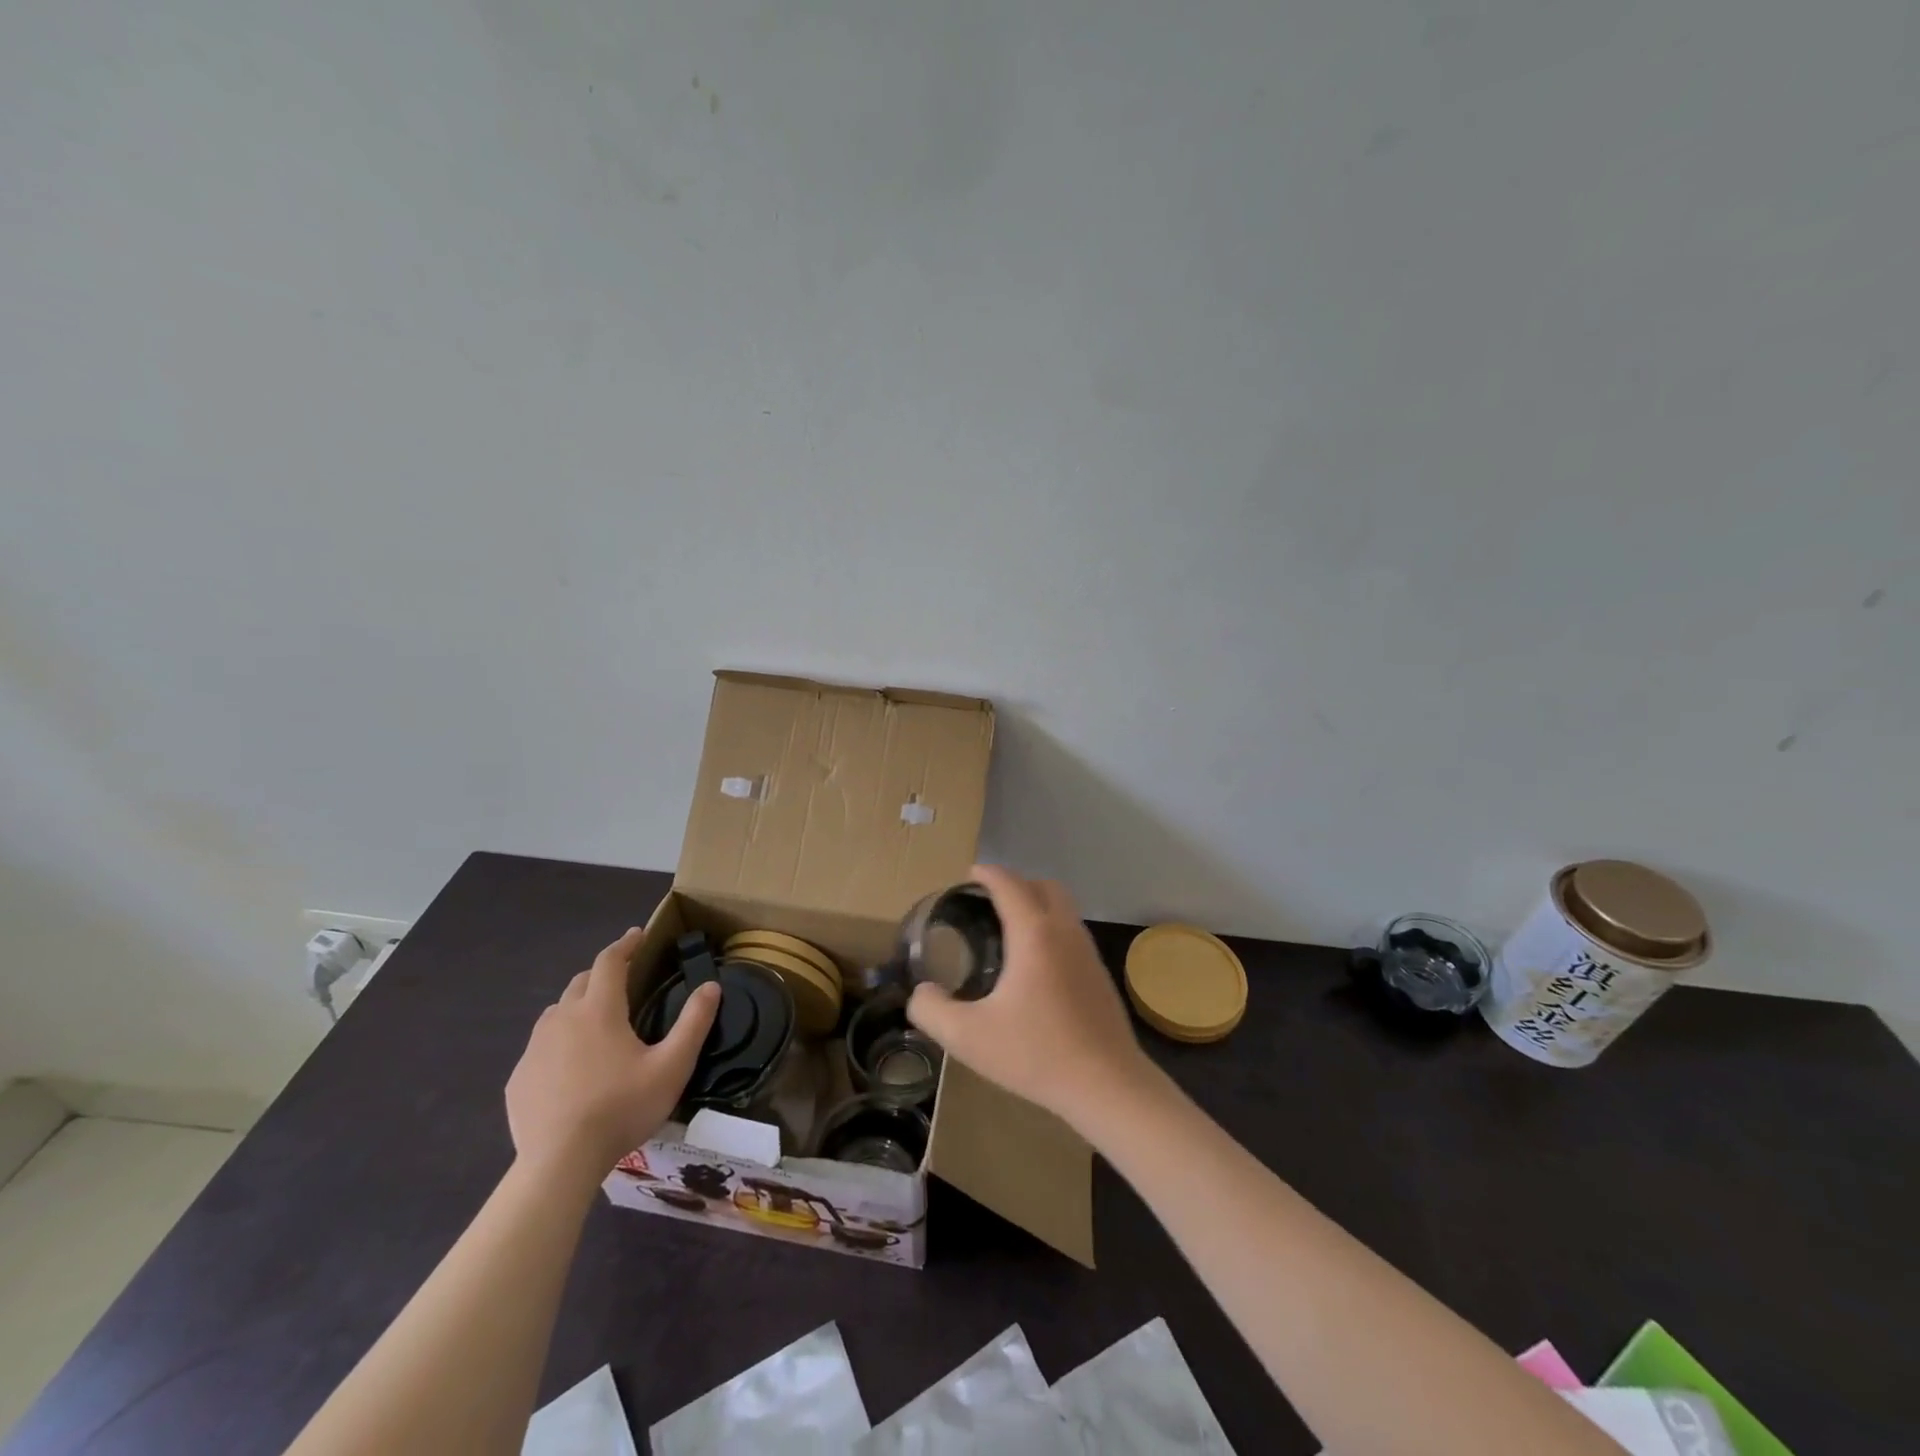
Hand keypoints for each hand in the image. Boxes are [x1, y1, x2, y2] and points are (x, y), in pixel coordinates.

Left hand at [506, 927, 719, 1179]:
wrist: (559, 1164)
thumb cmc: (621, 1108)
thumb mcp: (672, 1066)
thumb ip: (694, 1022)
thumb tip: (711, 986)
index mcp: (599, 1010)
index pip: (610, 961)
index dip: (626, 944)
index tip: (639, 934)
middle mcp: (562, 1019)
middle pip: (581, 982)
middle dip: (603, 973)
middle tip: (624, 981)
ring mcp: (534, 1049)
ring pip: (557, 1013)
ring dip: (578, 1007)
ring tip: (597, 1024)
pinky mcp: (519, 1079)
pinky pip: (540, 1047)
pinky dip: (559, 1044)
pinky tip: (571, 1069)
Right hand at [906, 865, 1153, 1132]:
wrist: (1107, 1085)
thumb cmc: (1036, 1054)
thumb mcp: (968, 1037)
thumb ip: (932, 1010)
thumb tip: (920, 993)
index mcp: (1034, 934)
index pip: (1010, 885)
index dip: (988, 874)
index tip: (970, 875)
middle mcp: (1065, 931)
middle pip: (1044, 886)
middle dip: (1016, 883)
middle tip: (989, 901)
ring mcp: (1088, 952)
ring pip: (1064, 908)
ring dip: (1038, 905)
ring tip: (1009, 929)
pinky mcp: (1100, 974)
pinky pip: (1072, 932)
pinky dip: (1052, 928)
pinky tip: (1036, 965)